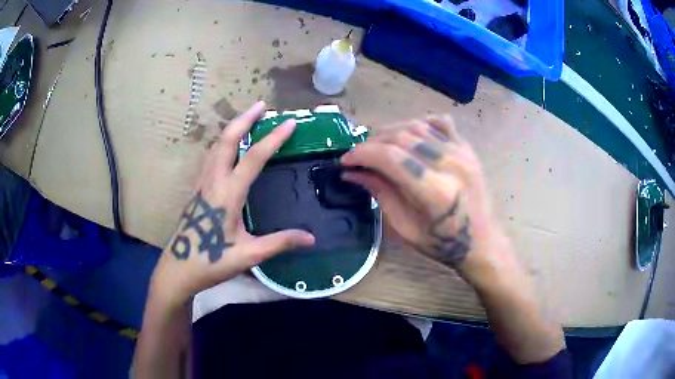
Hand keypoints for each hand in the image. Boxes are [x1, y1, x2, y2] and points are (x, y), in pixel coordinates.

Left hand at [149, 101, 314, 308]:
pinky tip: (229, 147)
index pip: (254, 158)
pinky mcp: (197, 190)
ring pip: (216, 146)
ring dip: (233, 129)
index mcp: (228, 194)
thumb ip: (280, 243)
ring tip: (248, 119)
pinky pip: (210, 157)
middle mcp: (213, 182)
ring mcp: (202, 184)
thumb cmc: (212, 261)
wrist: (179, 269)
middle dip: (245, 119)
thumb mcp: (249, 255)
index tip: (289, 122)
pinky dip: (223, 143)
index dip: (273, 139)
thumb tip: (312, 238)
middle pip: (227, 140)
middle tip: (262, 105)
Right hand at [341, 115, 511, 279]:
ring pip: (417, 126)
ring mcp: (462, 152)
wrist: (482, 242)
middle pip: (401, 137)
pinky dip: (419, 124)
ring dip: (391, 132)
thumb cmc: (443, 244)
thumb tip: (352, 173)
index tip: (345, 161)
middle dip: (372, 142)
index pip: (390, 157)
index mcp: (435, 191)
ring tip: (379, 146)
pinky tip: (410, 136)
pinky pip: (439, 122)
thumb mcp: (405, 227)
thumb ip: (381, 194)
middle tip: (359, 156)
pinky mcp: (467, 148)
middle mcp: (450, 164)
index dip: (362, 154)